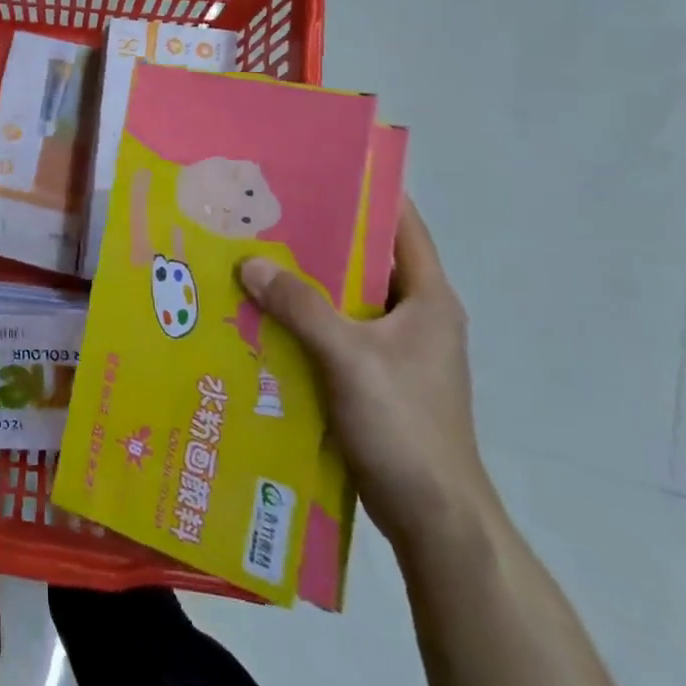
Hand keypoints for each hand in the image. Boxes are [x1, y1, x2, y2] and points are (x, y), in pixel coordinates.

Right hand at [239, 200, 496, 556]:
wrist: (435, 519)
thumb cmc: (405, 426)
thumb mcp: (349, 358)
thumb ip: (300, 306)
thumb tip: (249, 262)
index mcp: (428, 300)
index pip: (402, 225)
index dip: (368, 191)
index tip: (319, 166)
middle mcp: (416, 317)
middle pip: (365, 260)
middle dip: (318, 236)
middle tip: (265, 212)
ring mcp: (396, 351)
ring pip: (344, 299)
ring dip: (304, 281)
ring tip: (252, 256)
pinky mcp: (375, 380)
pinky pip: (333, 332)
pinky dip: (301, 320)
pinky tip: (260, 315)